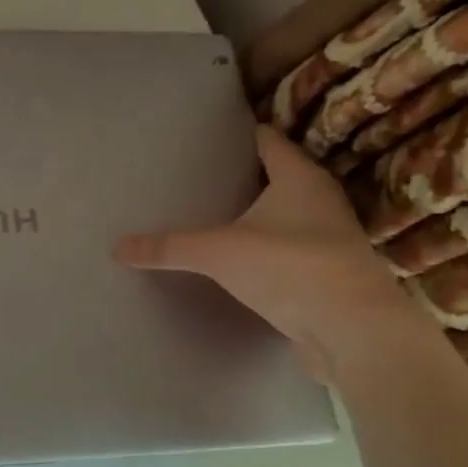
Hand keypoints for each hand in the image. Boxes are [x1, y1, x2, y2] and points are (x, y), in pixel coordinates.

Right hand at [113, 125, 425, 380]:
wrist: (350, 330)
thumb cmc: (289, 267)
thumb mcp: (219, 252)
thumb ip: (169, 248)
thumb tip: (117, 247)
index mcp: (300, 177)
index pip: (266, 140)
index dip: (238, 136)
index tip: (205, 139)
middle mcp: (320, 200)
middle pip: (276, 176)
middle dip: (240, 177)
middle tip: (197, 179)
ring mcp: (328, 238)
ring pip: (284, 215)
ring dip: (255, 216)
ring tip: (211, 218)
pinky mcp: (325, 273)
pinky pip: (287, 250)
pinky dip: (264, 250)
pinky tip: (236, 262)